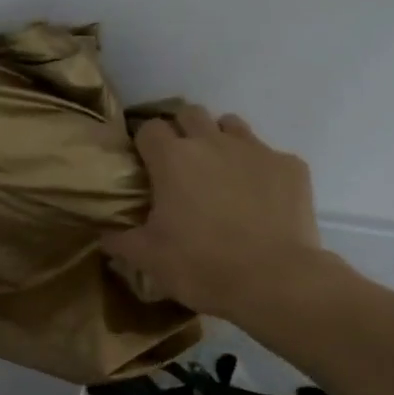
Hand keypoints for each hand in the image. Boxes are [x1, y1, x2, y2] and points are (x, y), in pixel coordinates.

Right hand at [104, 105, 337, 318]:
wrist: (275, 280)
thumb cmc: (201, 266)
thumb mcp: (148, 258)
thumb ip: (121, 240)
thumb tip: (103, 235)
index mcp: (173, 159)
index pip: (149, 128)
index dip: (144, 143)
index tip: (144, 164)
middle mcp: (213, 142)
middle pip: (190, 114)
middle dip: (182, 131)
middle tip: (180, 165)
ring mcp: (256, 150)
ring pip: (231, 125)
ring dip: (220, 141)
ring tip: (219, 173)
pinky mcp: (290, 166)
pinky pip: (268, 155)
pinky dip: (258, 169)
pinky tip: (259, 198)